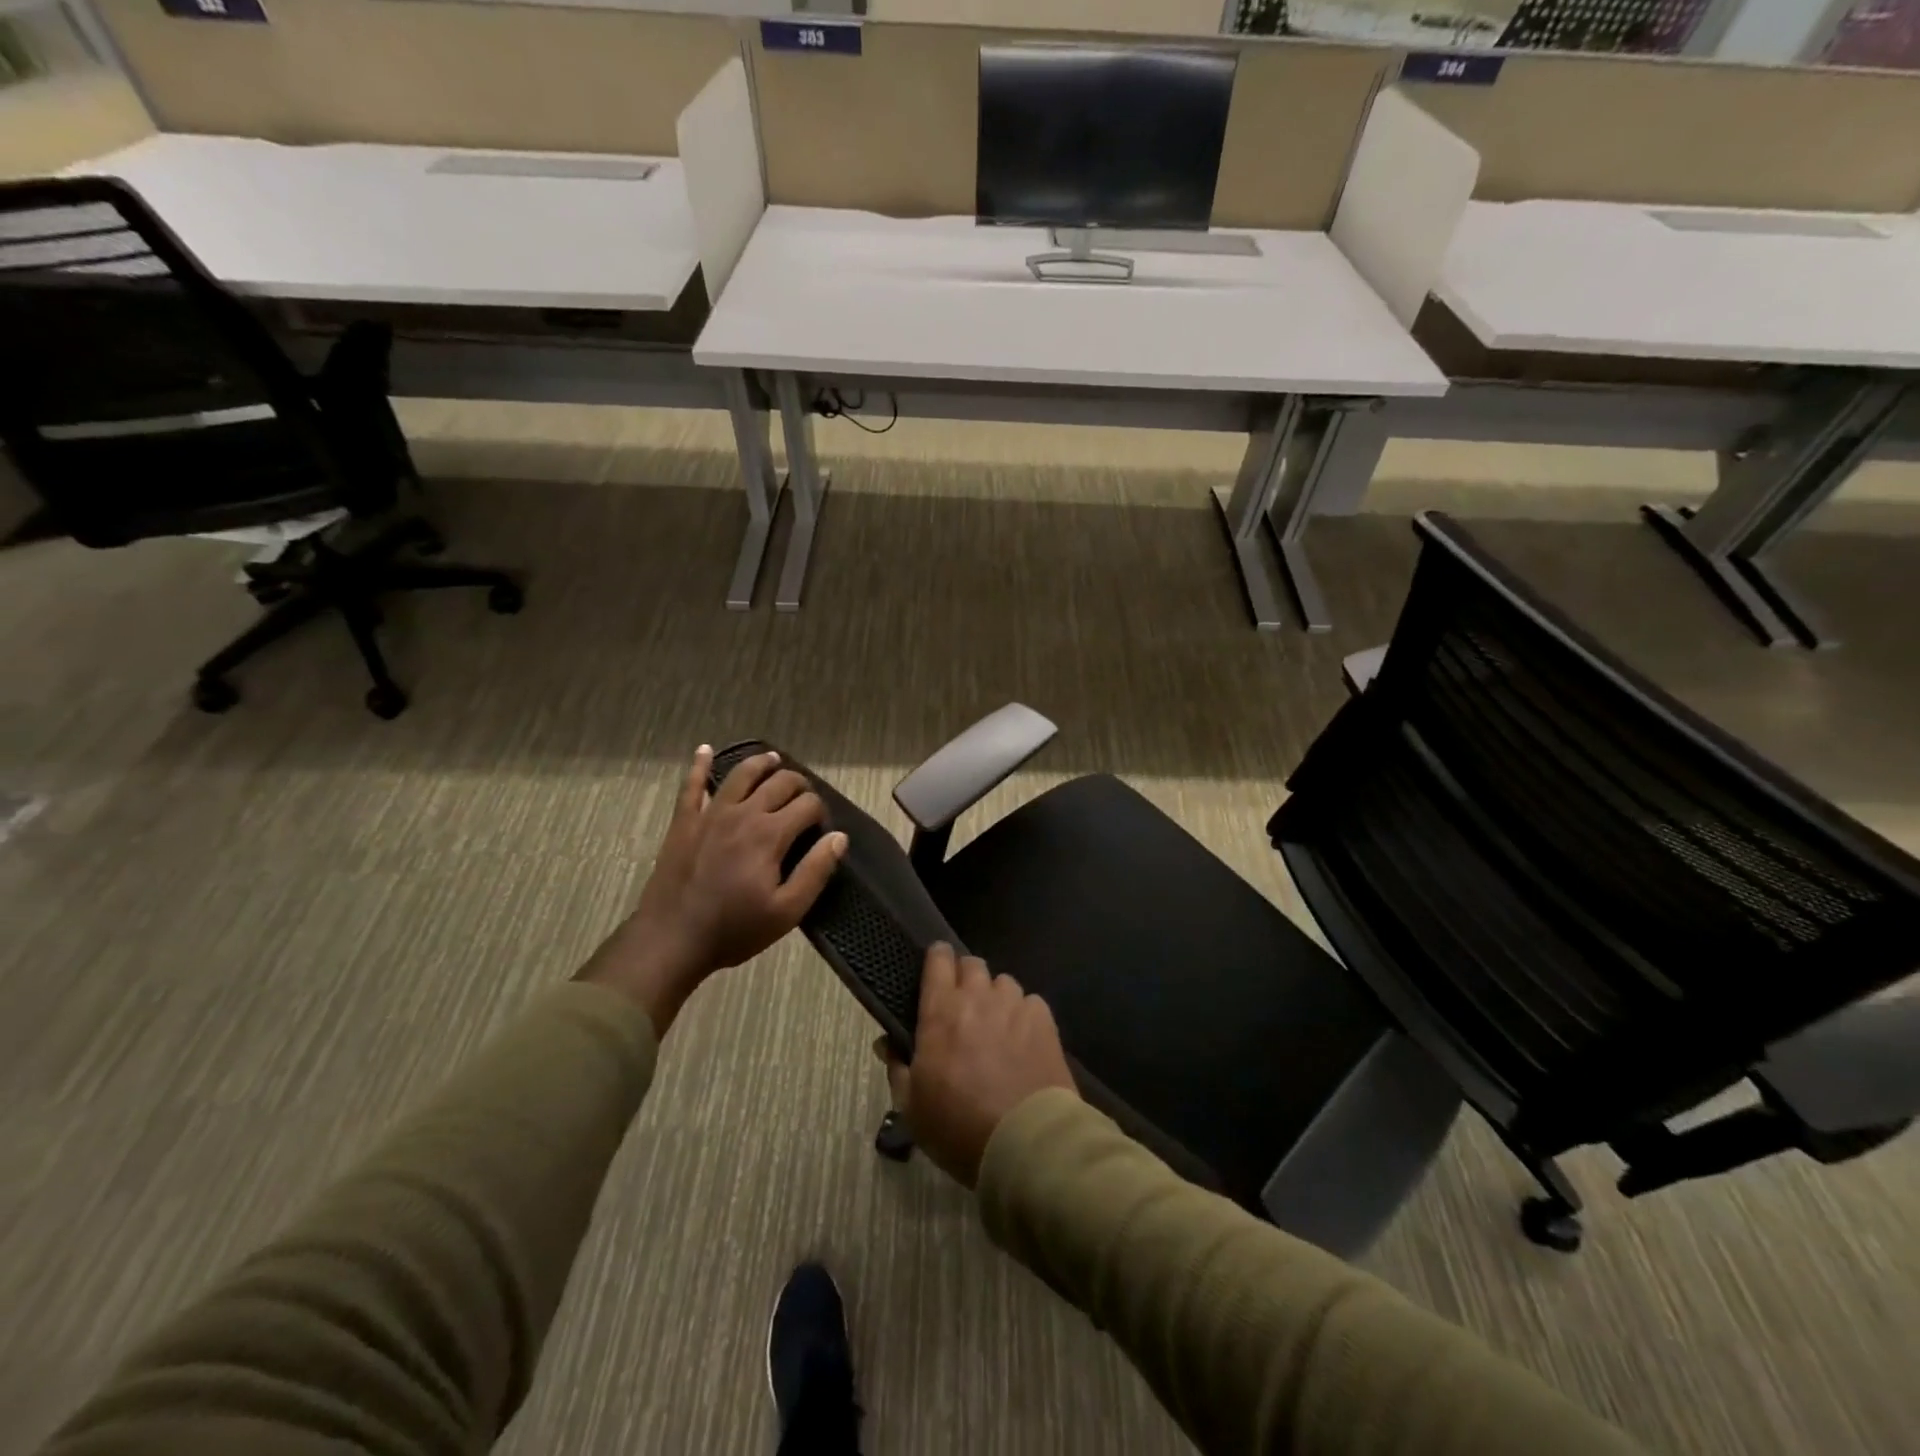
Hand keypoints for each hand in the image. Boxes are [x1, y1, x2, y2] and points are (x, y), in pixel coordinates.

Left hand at [581, 747, 846, 1035]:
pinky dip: (700, 765)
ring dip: (762, 764)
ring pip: (741, 774)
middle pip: (779, 782)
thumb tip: (839, 838)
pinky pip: (691, 785)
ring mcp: (710, 814)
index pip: (807, 805)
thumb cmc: (734, 930)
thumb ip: (815, 871)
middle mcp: (743, 813)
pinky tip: (705, 750)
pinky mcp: (684, 821)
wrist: (671, 940)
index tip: (821, 828)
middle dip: (799, 785)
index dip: (820, 811)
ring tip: (773, 761)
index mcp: (770, 834)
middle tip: (804, 798)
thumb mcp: (786, 911)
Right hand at [876, 943, 1076, 1187]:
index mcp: (941, 1011)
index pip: (937, 960)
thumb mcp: (912, 1107)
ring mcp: (1014, 1005)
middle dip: (965, 978)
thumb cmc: (959, 1126)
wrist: (1025, 1141)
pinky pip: (1030, 1003)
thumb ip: (897, 1067)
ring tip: (997, 1026)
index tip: (935, 970)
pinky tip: (1024, 1041)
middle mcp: (978, 997)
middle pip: (972, 964)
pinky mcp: (1044, 1020)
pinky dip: (1024, 1015)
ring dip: (996, 997)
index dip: (936, 959)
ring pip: (1003, 982)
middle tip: (963, 1007)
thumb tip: (886, 1043)